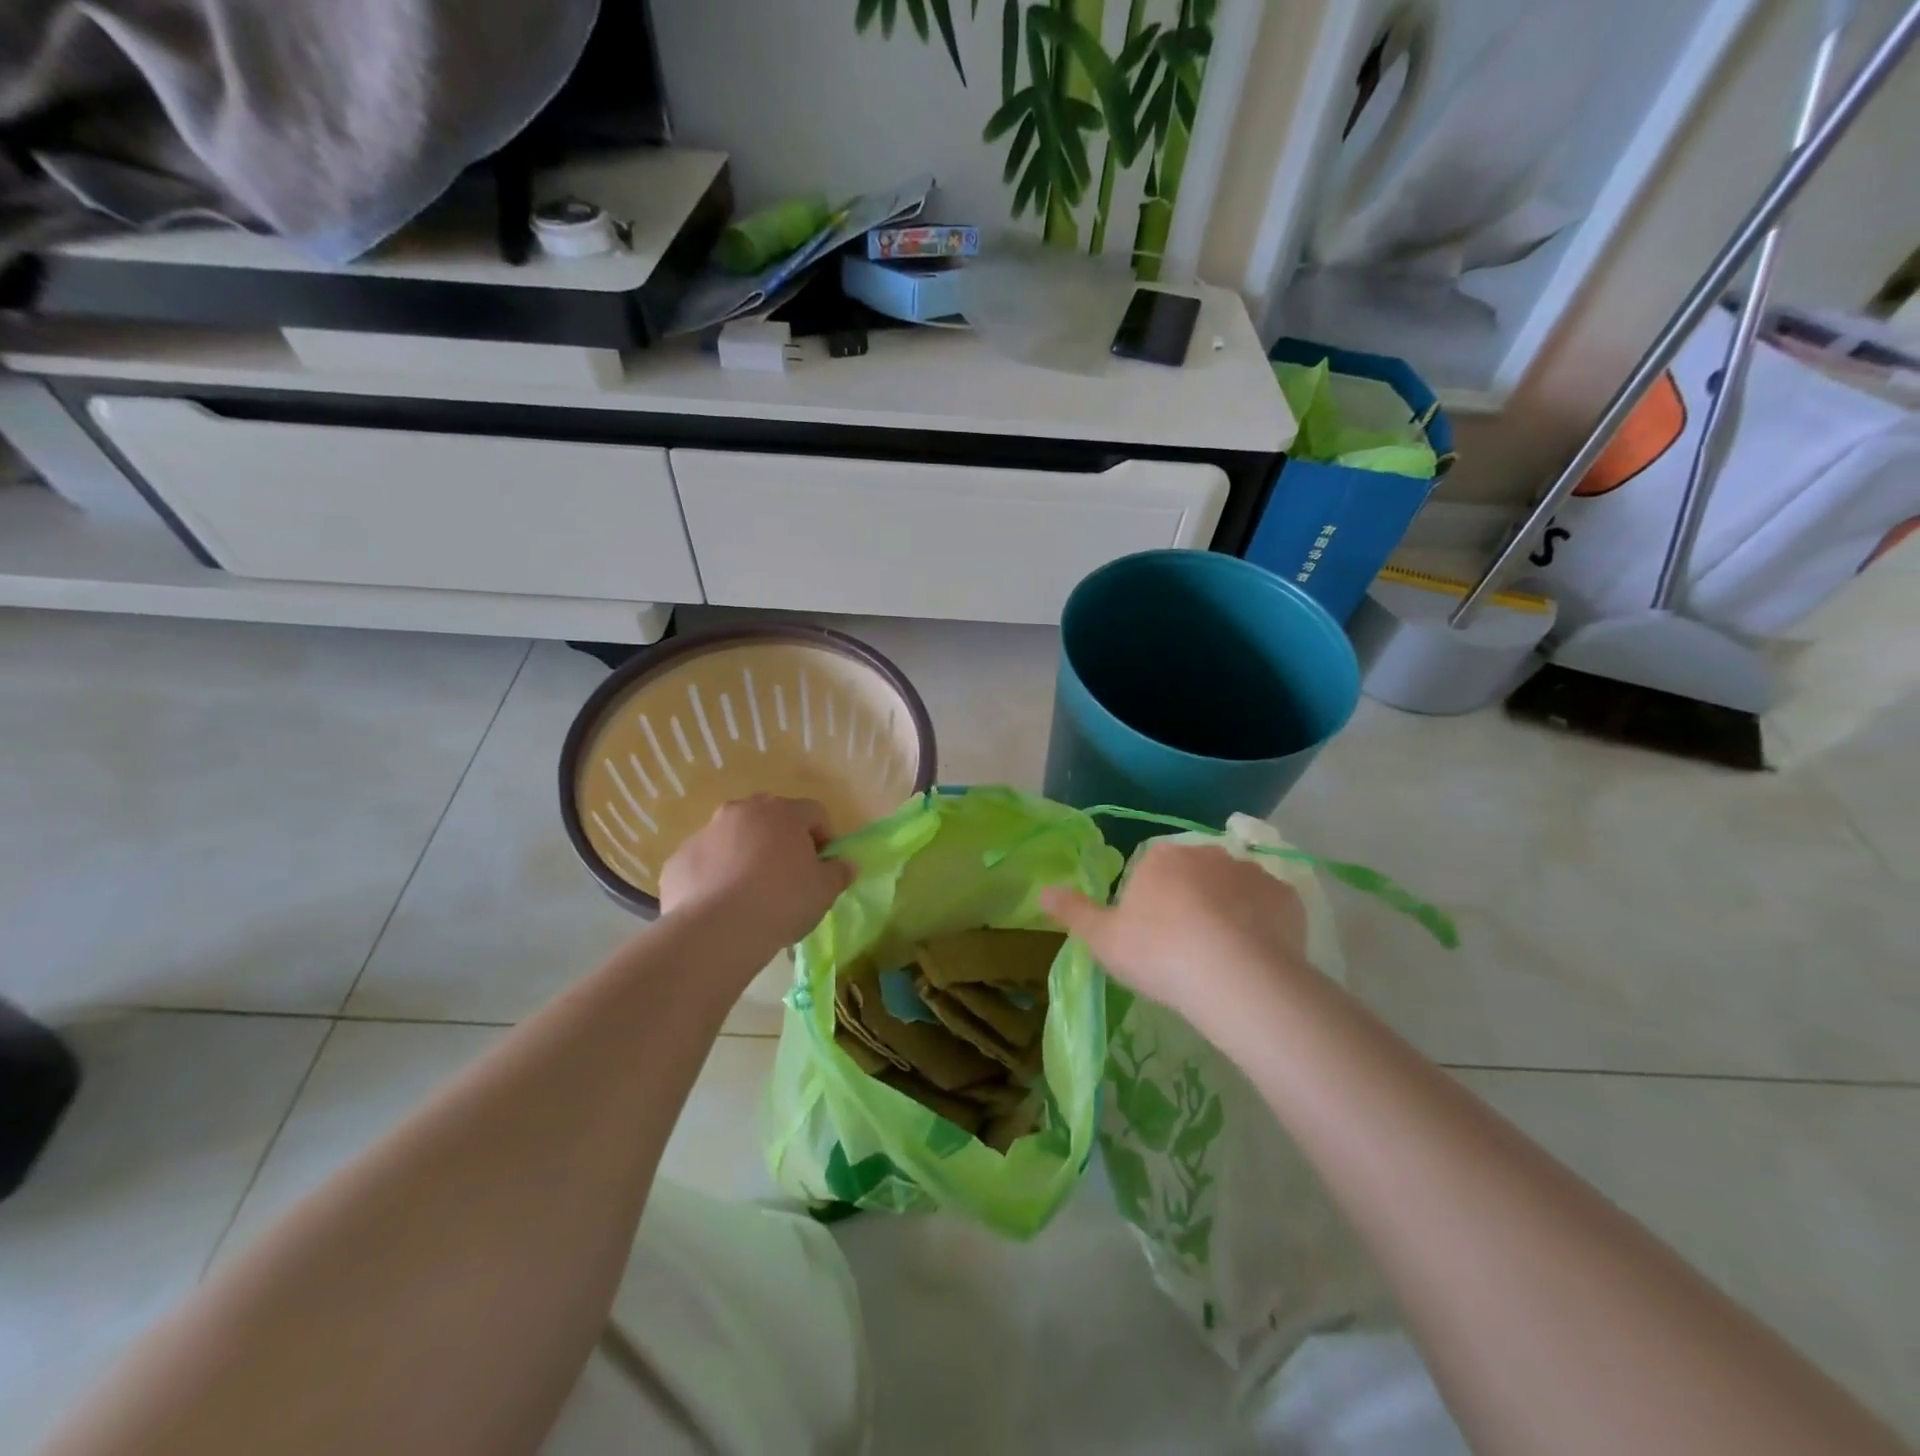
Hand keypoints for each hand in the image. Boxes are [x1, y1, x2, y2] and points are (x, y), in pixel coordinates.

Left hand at [658, 795, 852, 950]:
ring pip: (733, 839)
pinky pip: (705, 863)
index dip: (825, 837)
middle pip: (770, 819)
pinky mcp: (678, 860)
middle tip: (788, 876)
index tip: (824, 865)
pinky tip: (721, 907)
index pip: (814, 813)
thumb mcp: (824, 891)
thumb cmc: (781, 902)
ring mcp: (705, 833)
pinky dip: (715, 877)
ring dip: (745, 856)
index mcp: (782, 812)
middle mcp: (742, 811)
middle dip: (781, 841)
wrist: (716, 932)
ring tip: (751, 894)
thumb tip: (845, 865)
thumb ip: (839, 872)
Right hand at [1040, 840, 1311, 1039]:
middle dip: (1190, 900)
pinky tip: (1256, 955)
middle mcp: (1205, 852)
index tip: (1151, 937)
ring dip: (1228, 909)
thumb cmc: (1159, 953)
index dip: (1149, 902)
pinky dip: (1262, 923)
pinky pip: (1269, 906)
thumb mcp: (1103, 940)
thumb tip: (1043, 891)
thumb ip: (1073, 912)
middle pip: (1193, 874)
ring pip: (1233, 887)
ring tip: (1225, 956)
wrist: (1234, 976)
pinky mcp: (1286, 896)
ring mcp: (1250, 871)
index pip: (1150, 870)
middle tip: (1187, 947)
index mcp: (1160, 858)